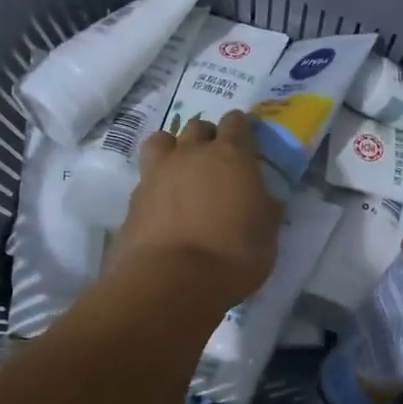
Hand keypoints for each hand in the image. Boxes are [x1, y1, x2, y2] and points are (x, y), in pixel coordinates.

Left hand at [112, 111, 281, 308]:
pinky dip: (156, 181)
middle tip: (216, 161)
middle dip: (208, 137)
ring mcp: (158, 172)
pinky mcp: (134, 197)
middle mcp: (192, 153)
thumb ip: (266, 208)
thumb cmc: (234, 254)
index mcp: (232, 155)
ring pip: (163, 140)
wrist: (172, 281)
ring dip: (174, 148)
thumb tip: (265, 200)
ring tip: (182, 170)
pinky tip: (163, 201)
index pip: (236, 122)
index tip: (246, 143)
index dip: (242, 129)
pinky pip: (146, 175)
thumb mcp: (267, 233)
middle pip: (198, 126)